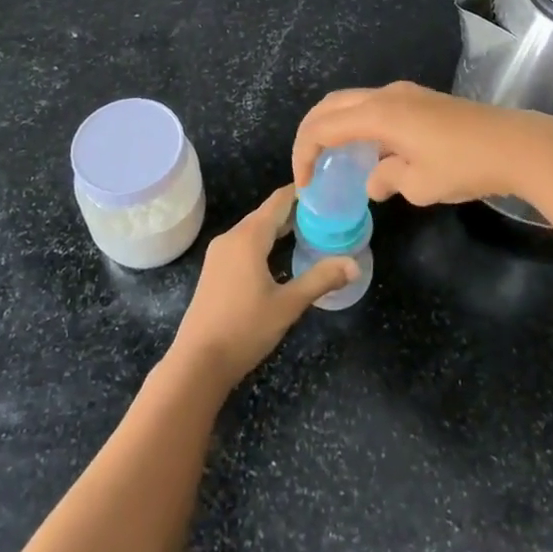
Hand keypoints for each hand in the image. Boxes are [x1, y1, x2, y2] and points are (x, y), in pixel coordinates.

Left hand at [166, 187, 355, 394]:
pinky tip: (279, 256)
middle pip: (266, 214)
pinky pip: (243, 244)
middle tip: (326, 213)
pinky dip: (264, 242)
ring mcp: (219, 254)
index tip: (326, 189)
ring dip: (279, 227)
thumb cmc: (245, 329)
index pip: (278, 201)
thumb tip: (354, 265)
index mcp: (248, 237)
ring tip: (309, 231)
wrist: (198, 362)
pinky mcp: (214, 270)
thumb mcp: (288, 304)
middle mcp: (231, 237)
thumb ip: (321, 280)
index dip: (301, 192)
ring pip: (253, 229)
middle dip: (294, 211)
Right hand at [293, 81, 552, 206]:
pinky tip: (370, 151)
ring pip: (354, 102)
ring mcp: (406, 94)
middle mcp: (386, 96)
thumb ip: (386, 180)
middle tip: (308, 164)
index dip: (305, 153)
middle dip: (312, 132)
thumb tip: (373, 182)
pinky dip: (359, 124)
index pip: (324, 127)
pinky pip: (375, 106)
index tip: (305, 184)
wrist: (516, 145)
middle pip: (332, 105)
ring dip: (337, 125)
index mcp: (378, 114)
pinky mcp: (422, 100)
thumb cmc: (464, 166)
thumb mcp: (419, 185)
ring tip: (334, 159)